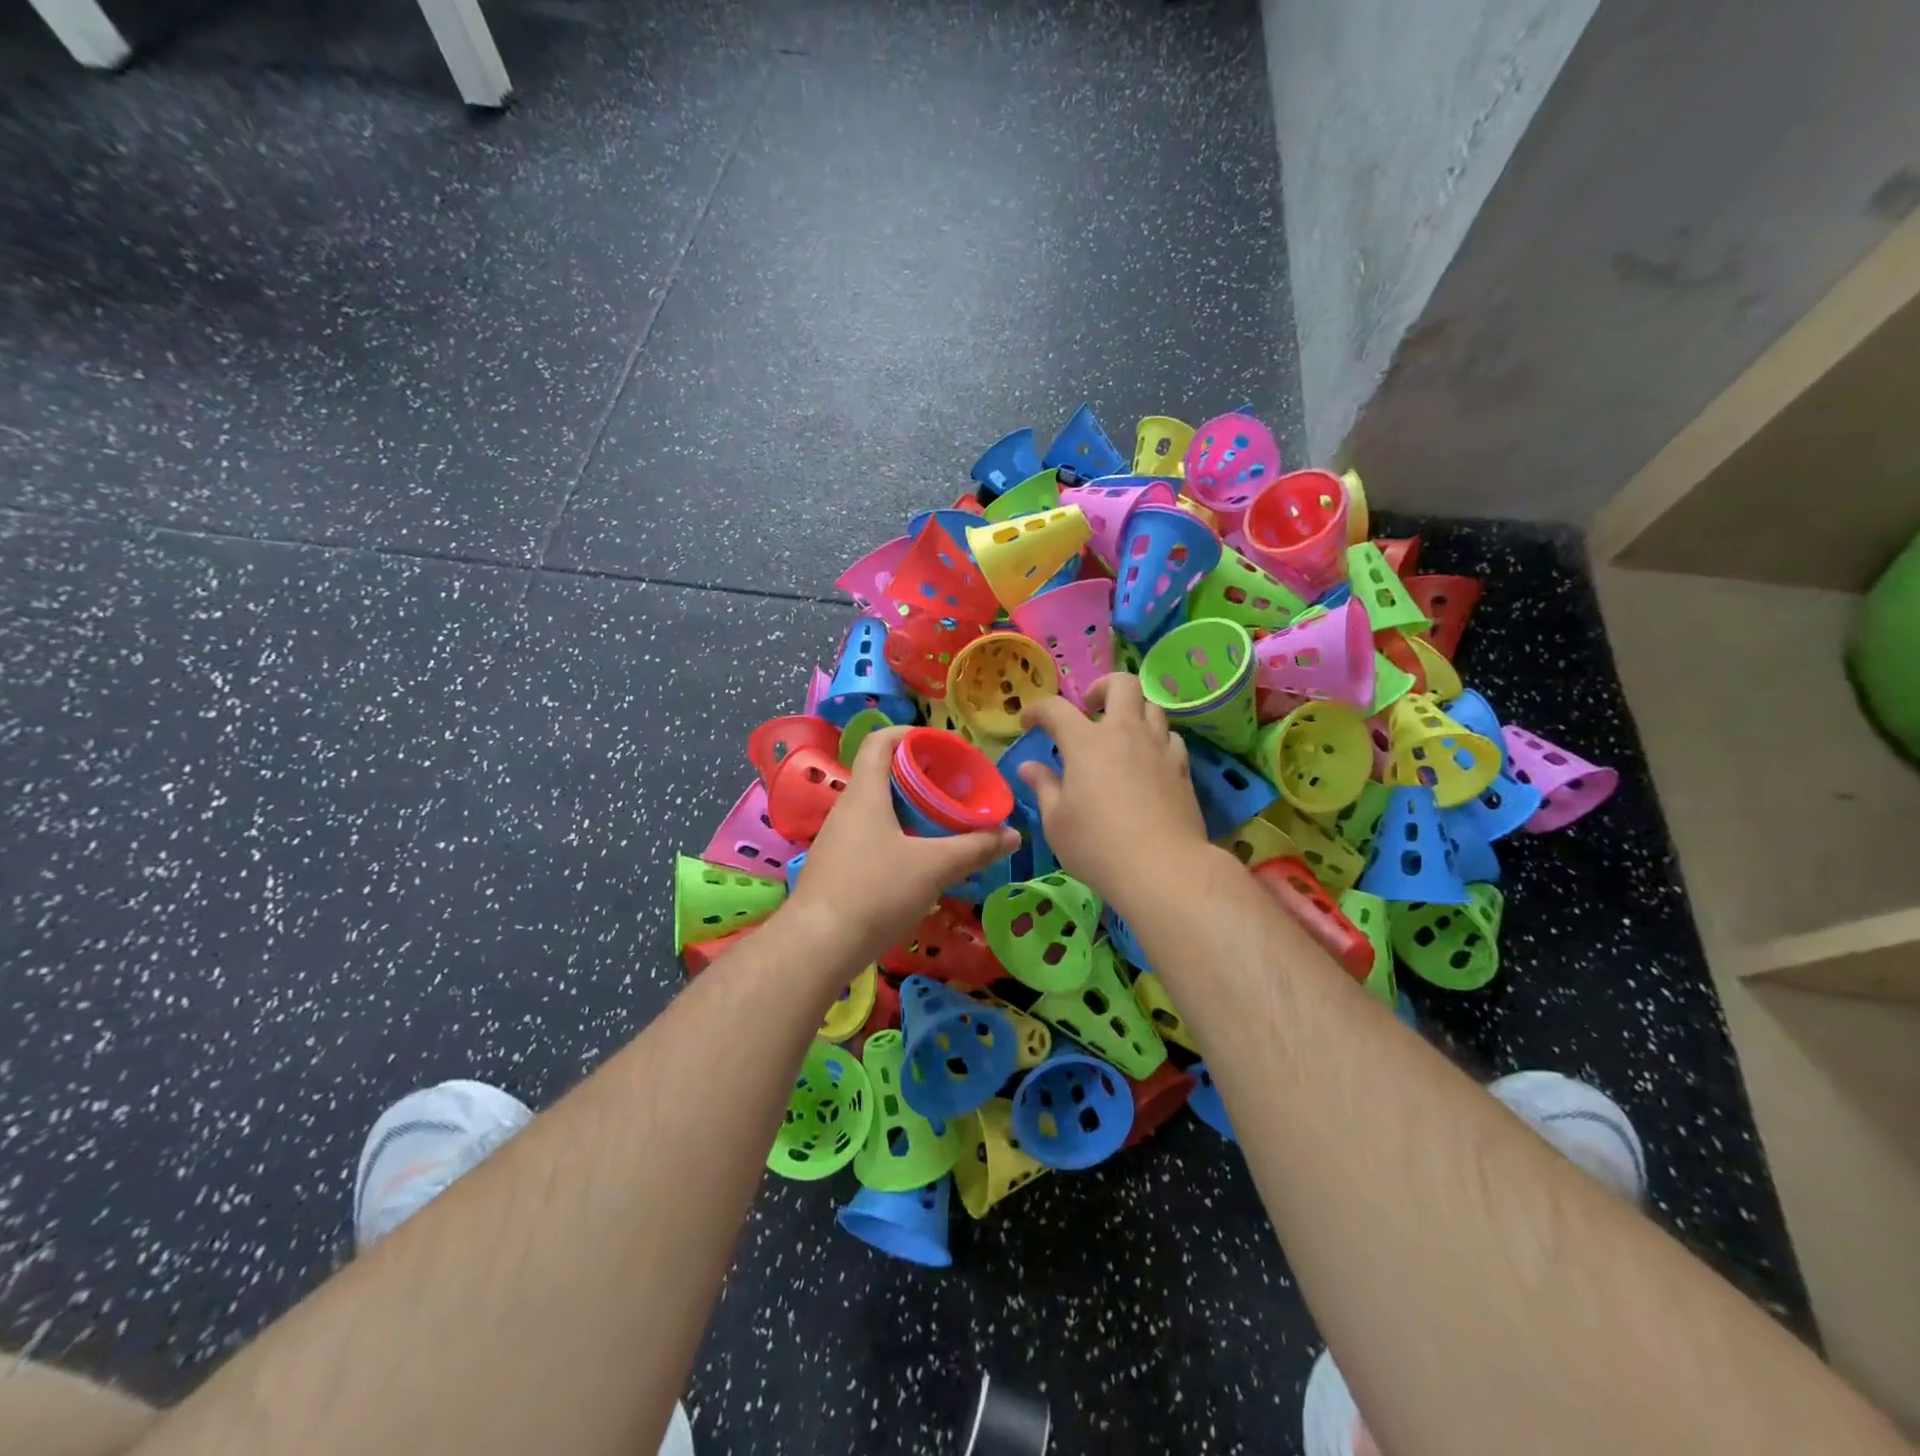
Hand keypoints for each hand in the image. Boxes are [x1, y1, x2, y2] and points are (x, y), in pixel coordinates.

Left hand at [786, 726, 1019, 969]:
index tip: (944, 745)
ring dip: (911, 808)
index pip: (880, 741)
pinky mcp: (838, 867)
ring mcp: (839, 839)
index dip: (911, 734)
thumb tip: (1013, 834)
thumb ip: (974, 848)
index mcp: (866, 793)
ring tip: (945, 822)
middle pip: (883, 774)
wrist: (817, 946)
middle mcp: (848, 808)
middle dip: (921, 775)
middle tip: (956, 787)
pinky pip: (872, 836)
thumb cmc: (875, 892)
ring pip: (879, 808)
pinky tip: (920, 859)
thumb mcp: (933, 868)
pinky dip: (899, 835)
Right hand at [1017, 674, 1212, 903]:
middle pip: (1122, 684)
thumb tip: (1029, 767)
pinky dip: (1156, 740)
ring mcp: (1159, 749)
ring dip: (1133, 712)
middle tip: (1090, 708)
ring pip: (1152, 707)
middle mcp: (1126, 733)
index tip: (1028, 723)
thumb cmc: (1097, 846)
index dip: (1038, 710)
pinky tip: (1148, 761)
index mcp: (1086, 743)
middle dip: (1102, 687)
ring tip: (1121, 735)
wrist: (1163, 869)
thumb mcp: (1056, 822)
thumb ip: (1043, 787)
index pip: (1056, 708)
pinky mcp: (1183, 769)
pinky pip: (1171, 738)